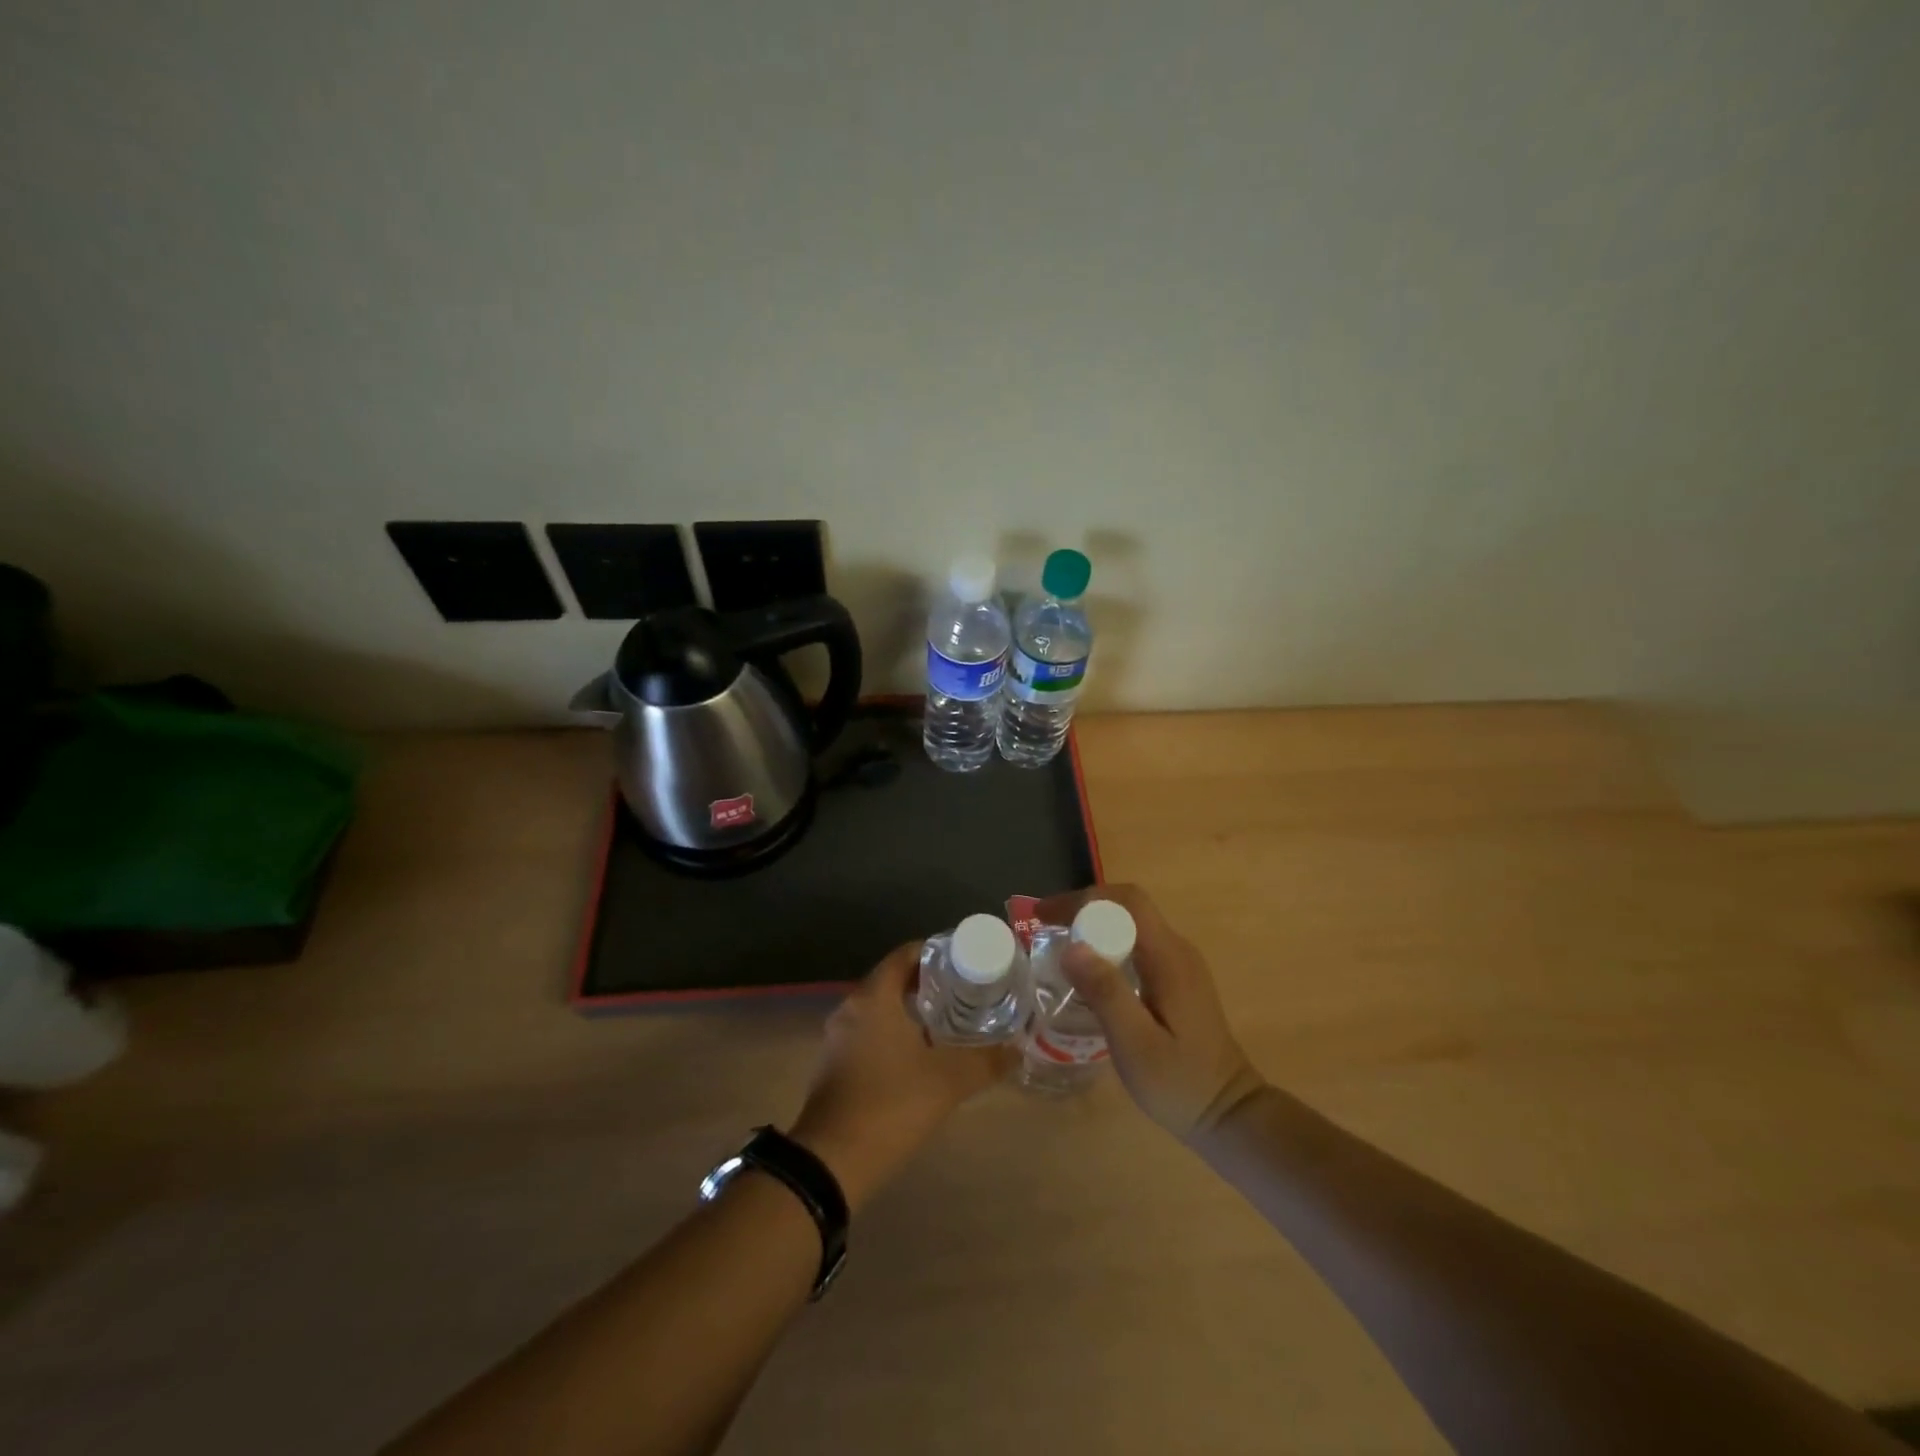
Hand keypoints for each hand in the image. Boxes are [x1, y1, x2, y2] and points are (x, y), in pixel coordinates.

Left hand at [789, 942, 1013, 1210]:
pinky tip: (918, 1057)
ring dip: (909, 1012)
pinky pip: (867, 1034)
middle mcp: (850, 1008)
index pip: (904, 955)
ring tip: (948, 1023)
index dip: (935, 952)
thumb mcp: (948, 1082)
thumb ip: (986, 1061)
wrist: (831, 1163)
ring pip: (879, 1010)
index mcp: (874, 998)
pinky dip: (892, 1035)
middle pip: (892, 980)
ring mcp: (837, 1039)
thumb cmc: (890, 1105)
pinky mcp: (833, 1066)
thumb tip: (1018, 1049)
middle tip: (964, 993)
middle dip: (927, 984)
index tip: (964, 962)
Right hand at [1033, 884, 1264, 1140]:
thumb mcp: (1136, 1044)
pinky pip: (1137, 945)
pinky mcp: (1177, 980)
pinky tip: (1087, 972)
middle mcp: (1177, 950)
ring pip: (1132, 925)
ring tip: (1057, 945)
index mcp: (1169, 958)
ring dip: (1094, 926)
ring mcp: (1180, 964)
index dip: (1083, 899)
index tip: (1044, 916)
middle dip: (1083, 909)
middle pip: (1128, 908)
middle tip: (1044, 929)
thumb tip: (1072, 947)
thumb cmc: (1180, 1083)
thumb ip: (1106, 993)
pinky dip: (1107, 945)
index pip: (1127, 902)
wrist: (1229, 1114)